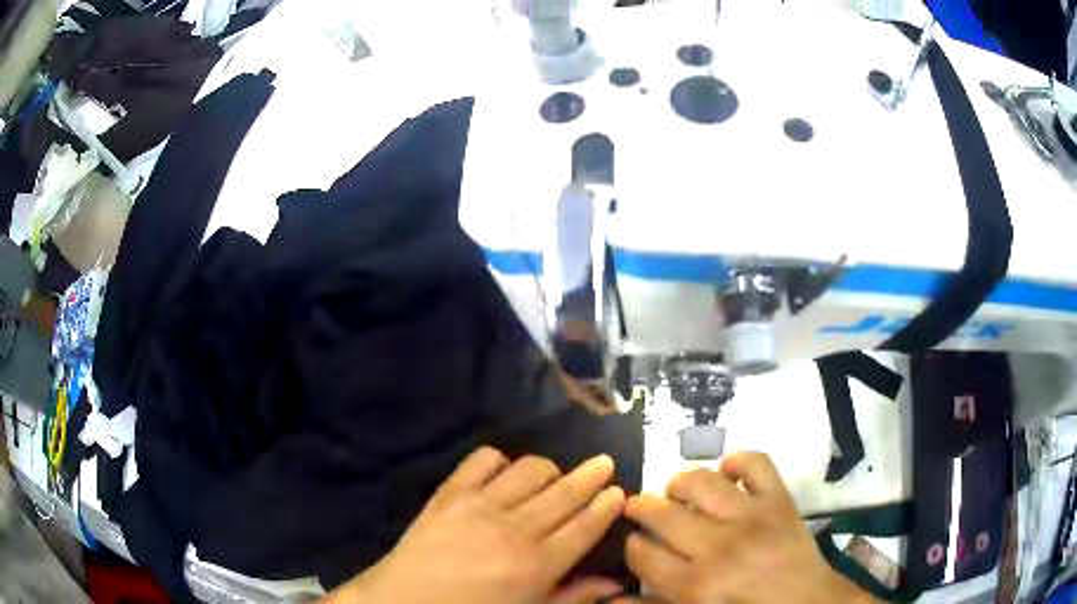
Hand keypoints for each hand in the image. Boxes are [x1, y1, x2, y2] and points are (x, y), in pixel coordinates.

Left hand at [325, 447, 626, 603]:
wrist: (403, 603)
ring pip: (530, 470)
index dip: (606, 505)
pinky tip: (505, 472)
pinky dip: (500, 461)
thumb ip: (573, 598)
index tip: (619, 490)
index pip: (585, 526)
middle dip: (591, 475)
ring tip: (555, 476)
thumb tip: (614, 582)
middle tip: (604, 464)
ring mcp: (480, 505)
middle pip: (565, 492)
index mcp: (538, 564)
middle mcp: (516, 528)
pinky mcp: (450, 492)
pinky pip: (483, 460)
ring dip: (549, 469)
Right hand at [620, 452, 874, 603]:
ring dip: (681, 483)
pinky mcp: (780, 499)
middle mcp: (720, 546)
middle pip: (663, 514)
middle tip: (641, 509)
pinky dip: (739, 461)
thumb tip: (610, 596)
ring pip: (702, 482)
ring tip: (678, 491)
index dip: (631, 545)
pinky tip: (728, 473)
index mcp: (696, 585)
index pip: (642, 553)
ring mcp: (753, 517)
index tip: (636, 543)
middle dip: (642, 508)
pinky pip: (757, 463)